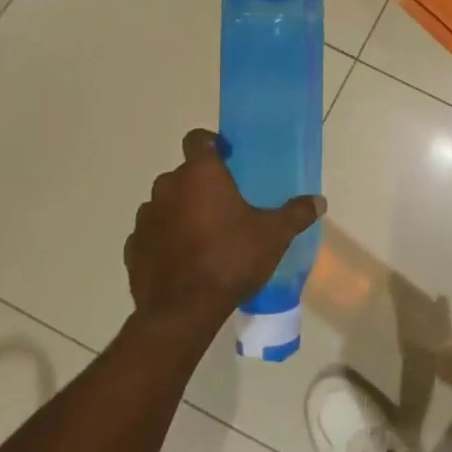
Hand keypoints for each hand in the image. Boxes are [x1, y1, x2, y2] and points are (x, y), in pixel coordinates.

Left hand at [126, 129, 324, 335]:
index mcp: (200, 174)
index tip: (228, 159)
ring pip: (164, 203)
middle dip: (200, 184)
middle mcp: (167, 187)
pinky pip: (151, 234)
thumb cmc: (231, 259)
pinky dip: (163, 239)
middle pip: (183, 174)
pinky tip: (182, 259)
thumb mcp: (274, 235)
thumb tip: (319, 201)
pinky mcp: (133, 248)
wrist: (183, 312)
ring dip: (179, 211)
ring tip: (202, 234)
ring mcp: (145, 218)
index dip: (212, 145)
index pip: (197, 139)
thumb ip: (296, 214)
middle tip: (224, 204)